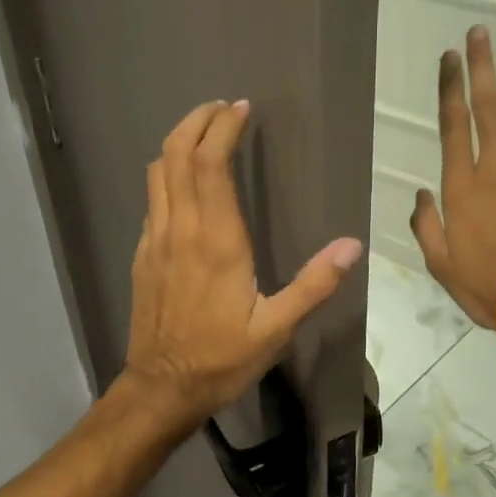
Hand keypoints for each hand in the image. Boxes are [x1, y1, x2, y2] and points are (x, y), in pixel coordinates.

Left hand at [123, 99, 363, 431]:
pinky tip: (185, 185)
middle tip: (221, 108)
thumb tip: (353, 245)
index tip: (241, 109)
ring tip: (203, 133)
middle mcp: (181, 229)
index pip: (211, 163)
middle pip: (177, 154)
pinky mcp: (143, 256)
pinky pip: (152, 200)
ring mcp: (155, 241)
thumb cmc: (221, 360)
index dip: (223, 128)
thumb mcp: (276, 329)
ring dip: (178, 143)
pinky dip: (168, 176)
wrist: (161, 388)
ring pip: (158, 173)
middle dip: (197, 121)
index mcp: (217, 240)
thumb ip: (314, 285)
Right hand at [410, 26, 495, 348]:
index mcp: (462, 187)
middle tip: (479, 33)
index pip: (453, 124)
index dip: (450, 87)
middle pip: (488, 107)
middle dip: (481, 67)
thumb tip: (424, 194)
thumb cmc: (486, 286)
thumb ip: (427, 224)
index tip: (449, 57)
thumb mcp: (440, 264)